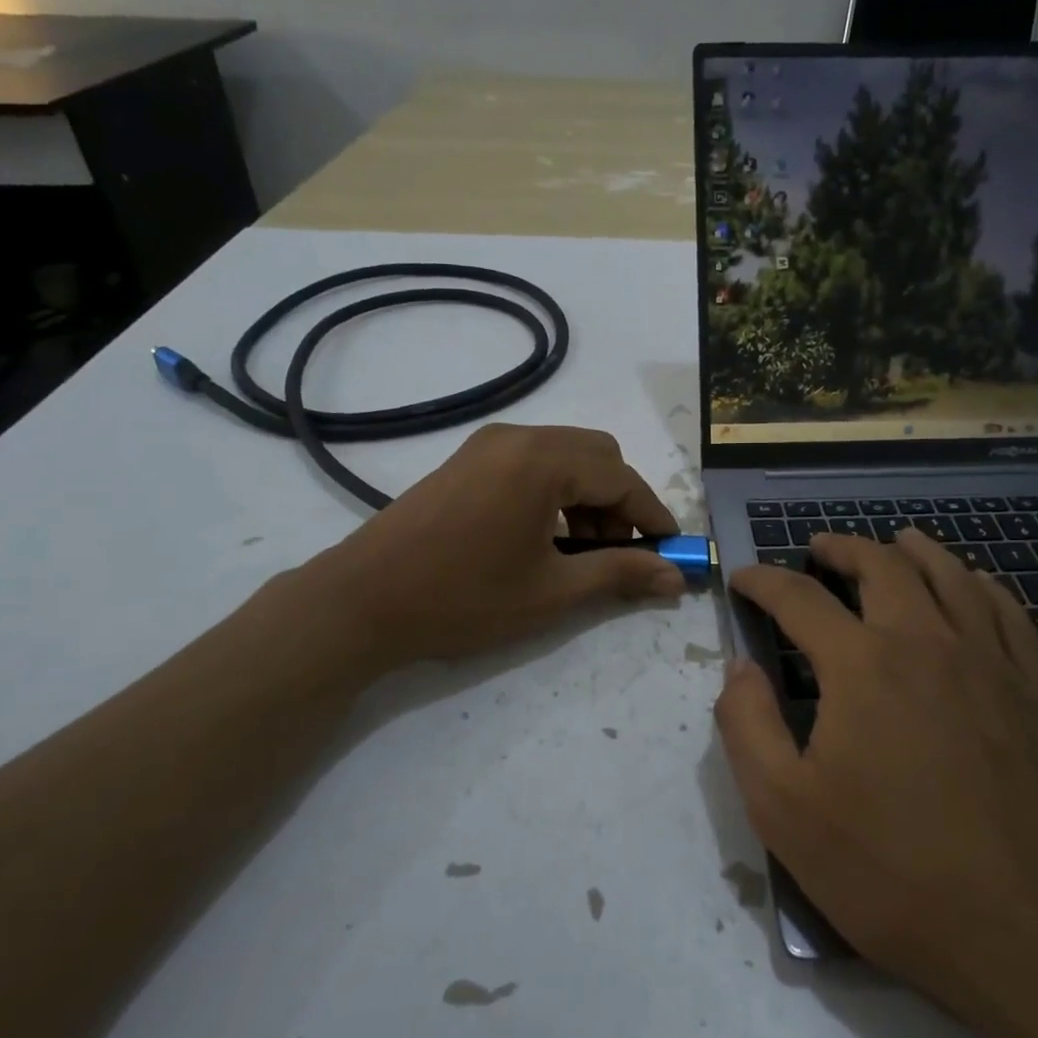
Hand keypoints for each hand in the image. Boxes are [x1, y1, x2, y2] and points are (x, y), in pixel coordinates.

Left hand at [291, 424, 684, 673]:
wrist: (362, 600)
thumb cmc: (464, 598)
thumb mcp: (552, 592)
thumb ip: (619, 574)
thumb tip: (675, 577)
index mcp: (543, 460)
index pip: (622, 477)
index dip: (653, 515)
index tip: (672, 550)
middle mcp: (518, 437)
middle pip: (596, 455)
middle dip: (620, 502)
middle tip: (620, 553)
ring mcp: (486, 445)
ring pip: (564, 456)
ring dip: (587, 497)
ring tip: (580, 552)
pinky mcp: (465, 460)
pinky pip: (531, 462)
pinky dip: (554, 492)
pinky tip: (543, 536)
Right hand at [714, 529, 1037, 1037]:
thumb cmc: (896, 875)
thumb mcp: (785, 812)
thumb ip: (747, 727)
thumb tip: (739, 668)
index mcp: (862, 666)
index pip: (799, 598)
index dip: (763, 581)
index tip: (744, 578)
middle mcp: (927, 642)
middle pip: (882, 565)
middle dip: (841, 548)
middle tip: (817, 549)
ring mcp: (992, 662)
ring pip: (950, 575)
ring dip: (911, 550)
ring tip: (892, 543)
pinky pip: (1007, 611)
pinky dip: (978, 584)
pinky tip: (971, 585)